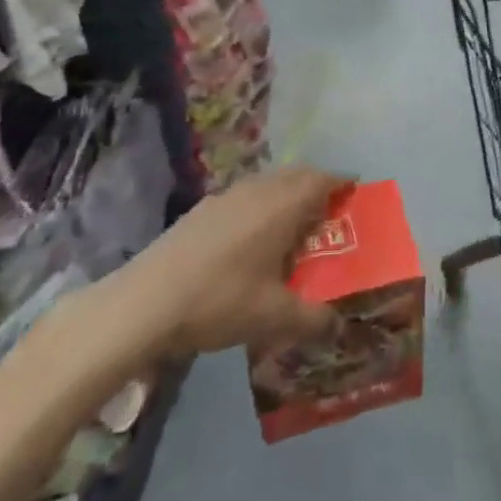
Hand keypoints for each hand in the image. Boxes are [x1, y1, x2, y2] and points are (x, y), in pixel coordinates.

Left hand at [60, 166, 352, 390]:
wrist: (144, 303)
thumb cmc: (220, 301)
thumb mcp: (274, 318)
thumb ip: (313, 320)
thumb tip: (338, 325)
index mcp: (282, 206)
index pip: (322, 180)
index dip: (342, 183)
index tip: (355, 191)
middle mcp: (258, 190)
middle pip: (296, 175)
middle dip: (316, 186)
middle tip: (329, 211)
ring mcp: (226, 196)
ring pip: (268, 183)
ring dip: (286, 195)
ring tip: (293, 226)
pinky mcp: (202, 209)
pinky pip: (245, 196)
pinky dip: (260, 206)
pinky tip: (251, 240)